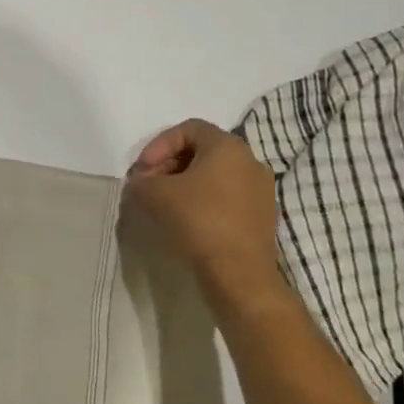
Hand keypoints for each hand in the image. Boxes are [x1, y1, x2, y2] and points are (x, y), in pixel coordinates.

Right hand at [125, 119, 281, 311]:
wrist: (240, 274)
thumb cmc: (198, 221)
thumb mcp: (154, 194)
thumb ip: (141, 181)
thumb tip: (141, 183)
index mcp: (227, 146)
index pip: (188, 129)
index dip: (158, 145)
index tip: (143, 170)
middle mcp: (250, 160)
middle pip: (202, 150)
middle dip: (170, 164)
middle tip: (150, 185)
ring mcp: (261, 188)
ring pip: (215, 174)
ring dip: (186, 182)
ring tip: (165, 203)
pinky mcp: (263, 214)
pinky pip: (227, 195)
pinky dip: (204, 199)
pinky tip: (187, 219)